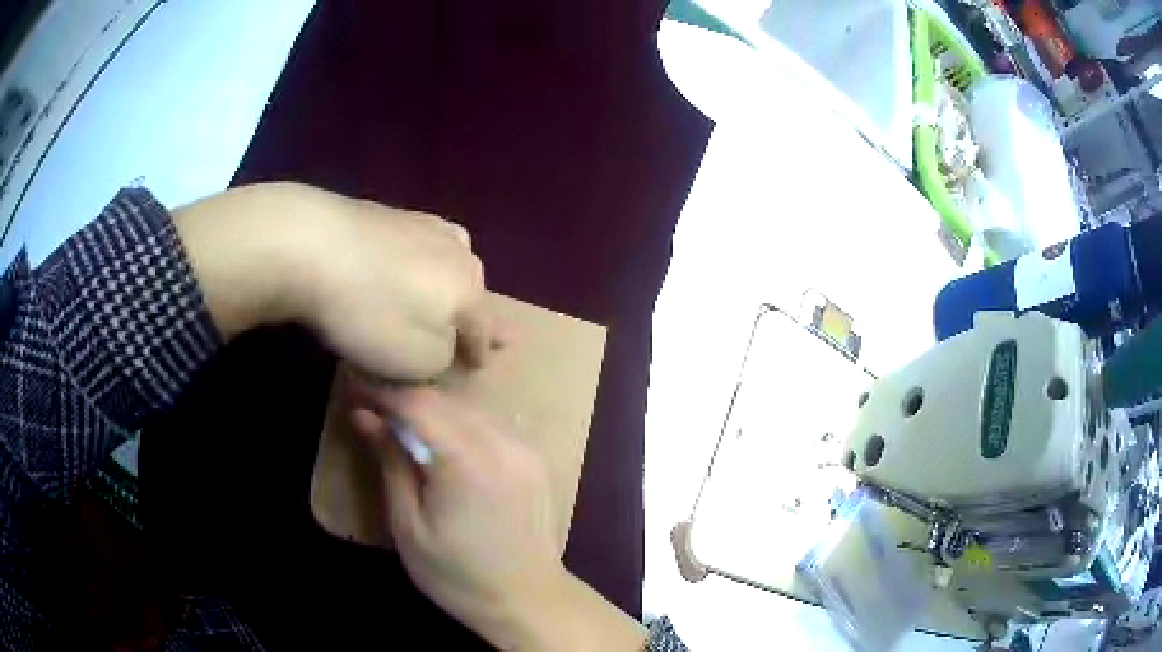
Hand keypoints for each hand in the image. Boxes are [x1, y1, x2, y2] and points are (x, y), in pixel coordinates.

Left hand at [174, 182, 495, 380]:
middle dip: (474, 308)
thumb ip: (444, 358)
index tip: (480, 366)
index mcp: (469, 291)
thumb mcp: (418, 361)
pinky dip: (418, 257)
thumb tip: (446, 342)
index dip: (481, 352)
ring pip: (451, 255)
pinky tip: (406, 258)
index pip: (484, 330)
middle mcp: (456, 253)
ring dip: (452, 274)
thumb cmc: (370, 314)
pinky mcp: (388, 212)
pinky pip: (416, 242)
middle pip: (473, 287)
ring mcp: (422, 225)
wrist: (313, 245)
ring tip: (450, 280)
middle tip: (475, 322)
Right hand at [349, 385, 647, 650]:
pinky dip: (460, 423)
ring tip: (402, 423)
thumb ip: (390, 462)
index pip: (418, 405)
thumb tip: (363, 415)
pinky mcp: (535, 458)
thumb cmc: (457, 576)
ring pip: (469, 408)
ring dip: (433, 409)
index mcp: (467, 463)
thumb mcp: (409, 526)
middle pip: (445, 401)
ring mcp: (525, 449)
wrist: (527, 600)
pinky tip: (443, 440)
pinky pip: (491, 424)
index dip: (383, 391)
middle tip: (373, 406)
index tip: (355, 386)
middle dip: (405, 398)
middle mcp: (502, 444)